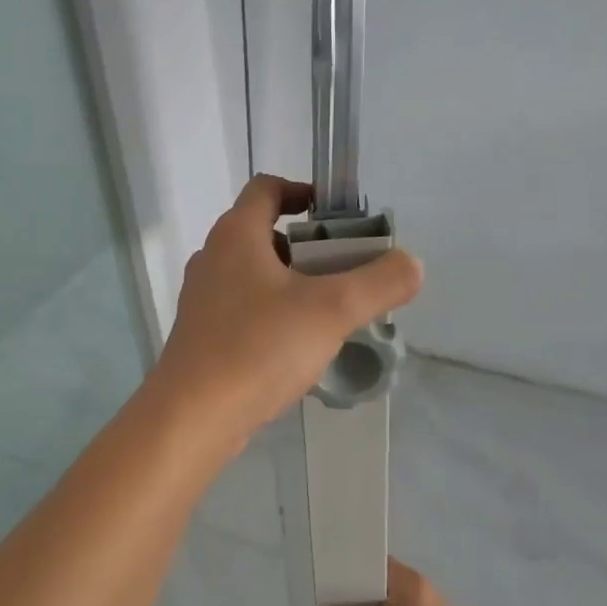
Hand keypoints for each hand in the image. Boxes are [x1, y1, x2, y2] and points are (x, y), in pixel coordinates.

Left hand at [152, 175, 422, 446]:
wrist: (193, 417)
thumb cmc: (260, 348)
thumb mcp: (332, 310)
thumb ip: (379, 282)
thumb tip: (412, 265)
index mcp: (236, 235)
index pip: (267, 188)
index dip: (303, 192)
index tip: (337, 219)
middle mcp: (212, 259)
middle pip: (265, 235)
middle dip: (309, 248)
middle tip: (346, 273)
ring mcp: (202, 300)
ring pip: (255, 277)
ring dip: (292, 285)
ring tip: (329, 315)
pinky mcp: (201, 337)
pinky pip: (244, 312)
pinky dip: (273, 317)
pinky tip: (297, 349)